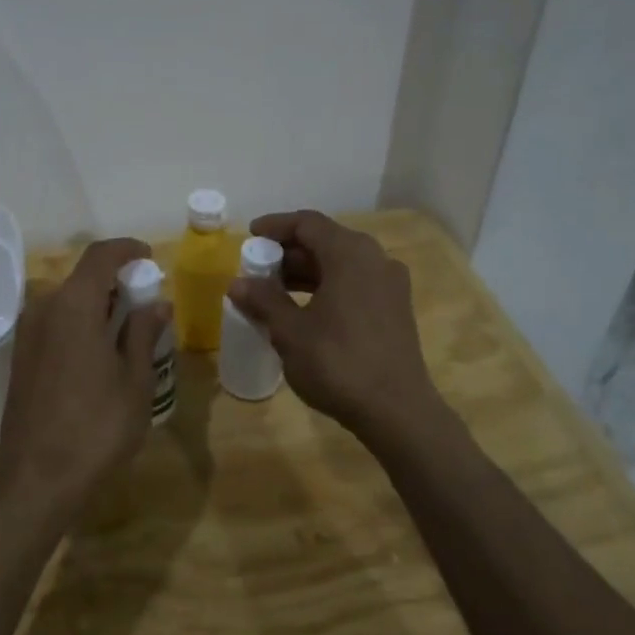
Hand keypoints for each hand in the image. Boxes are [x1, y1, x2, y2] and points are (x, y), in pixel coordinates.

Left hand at [0, 238, 169, 508]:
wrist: (37, 477)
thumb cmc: (96, 426)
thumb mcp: (135, 380)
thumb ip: (144, 334)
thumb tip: (157, 304)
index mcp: (73, 306)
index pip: (100, 256)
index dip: (127, 250)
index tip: (149, 258)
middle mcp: (44, 309)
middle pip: (82, 278)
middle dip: (116, 281)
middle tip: (146, 302)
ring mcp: (27, 333)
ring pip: (67, 301)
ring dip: (97, 304)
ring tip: (128, 330)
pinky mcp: (21, 356)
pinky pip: (55, 322)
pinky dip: (80, 322)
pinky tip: (101, 351)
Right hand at [226, 210, 444, 442]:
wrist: (397, 411)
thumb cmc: (338, 363)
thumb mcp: (291, 332)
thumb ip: (263, 301)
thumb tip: (238, 283)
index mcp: (350, 254)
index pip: (307, 223)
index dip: (275, 226)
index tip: (249, 235)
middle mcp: (375, 259)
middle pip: (326, 241)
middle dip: (288, 252)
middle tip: (257, 268)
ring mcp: (390, 285)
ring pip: (341, 264)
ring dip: (306, 272)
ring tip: (273, 291)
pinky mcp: (395, 309)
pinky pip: (355, 283)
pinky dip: (327, 287)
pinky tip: (304, 311)